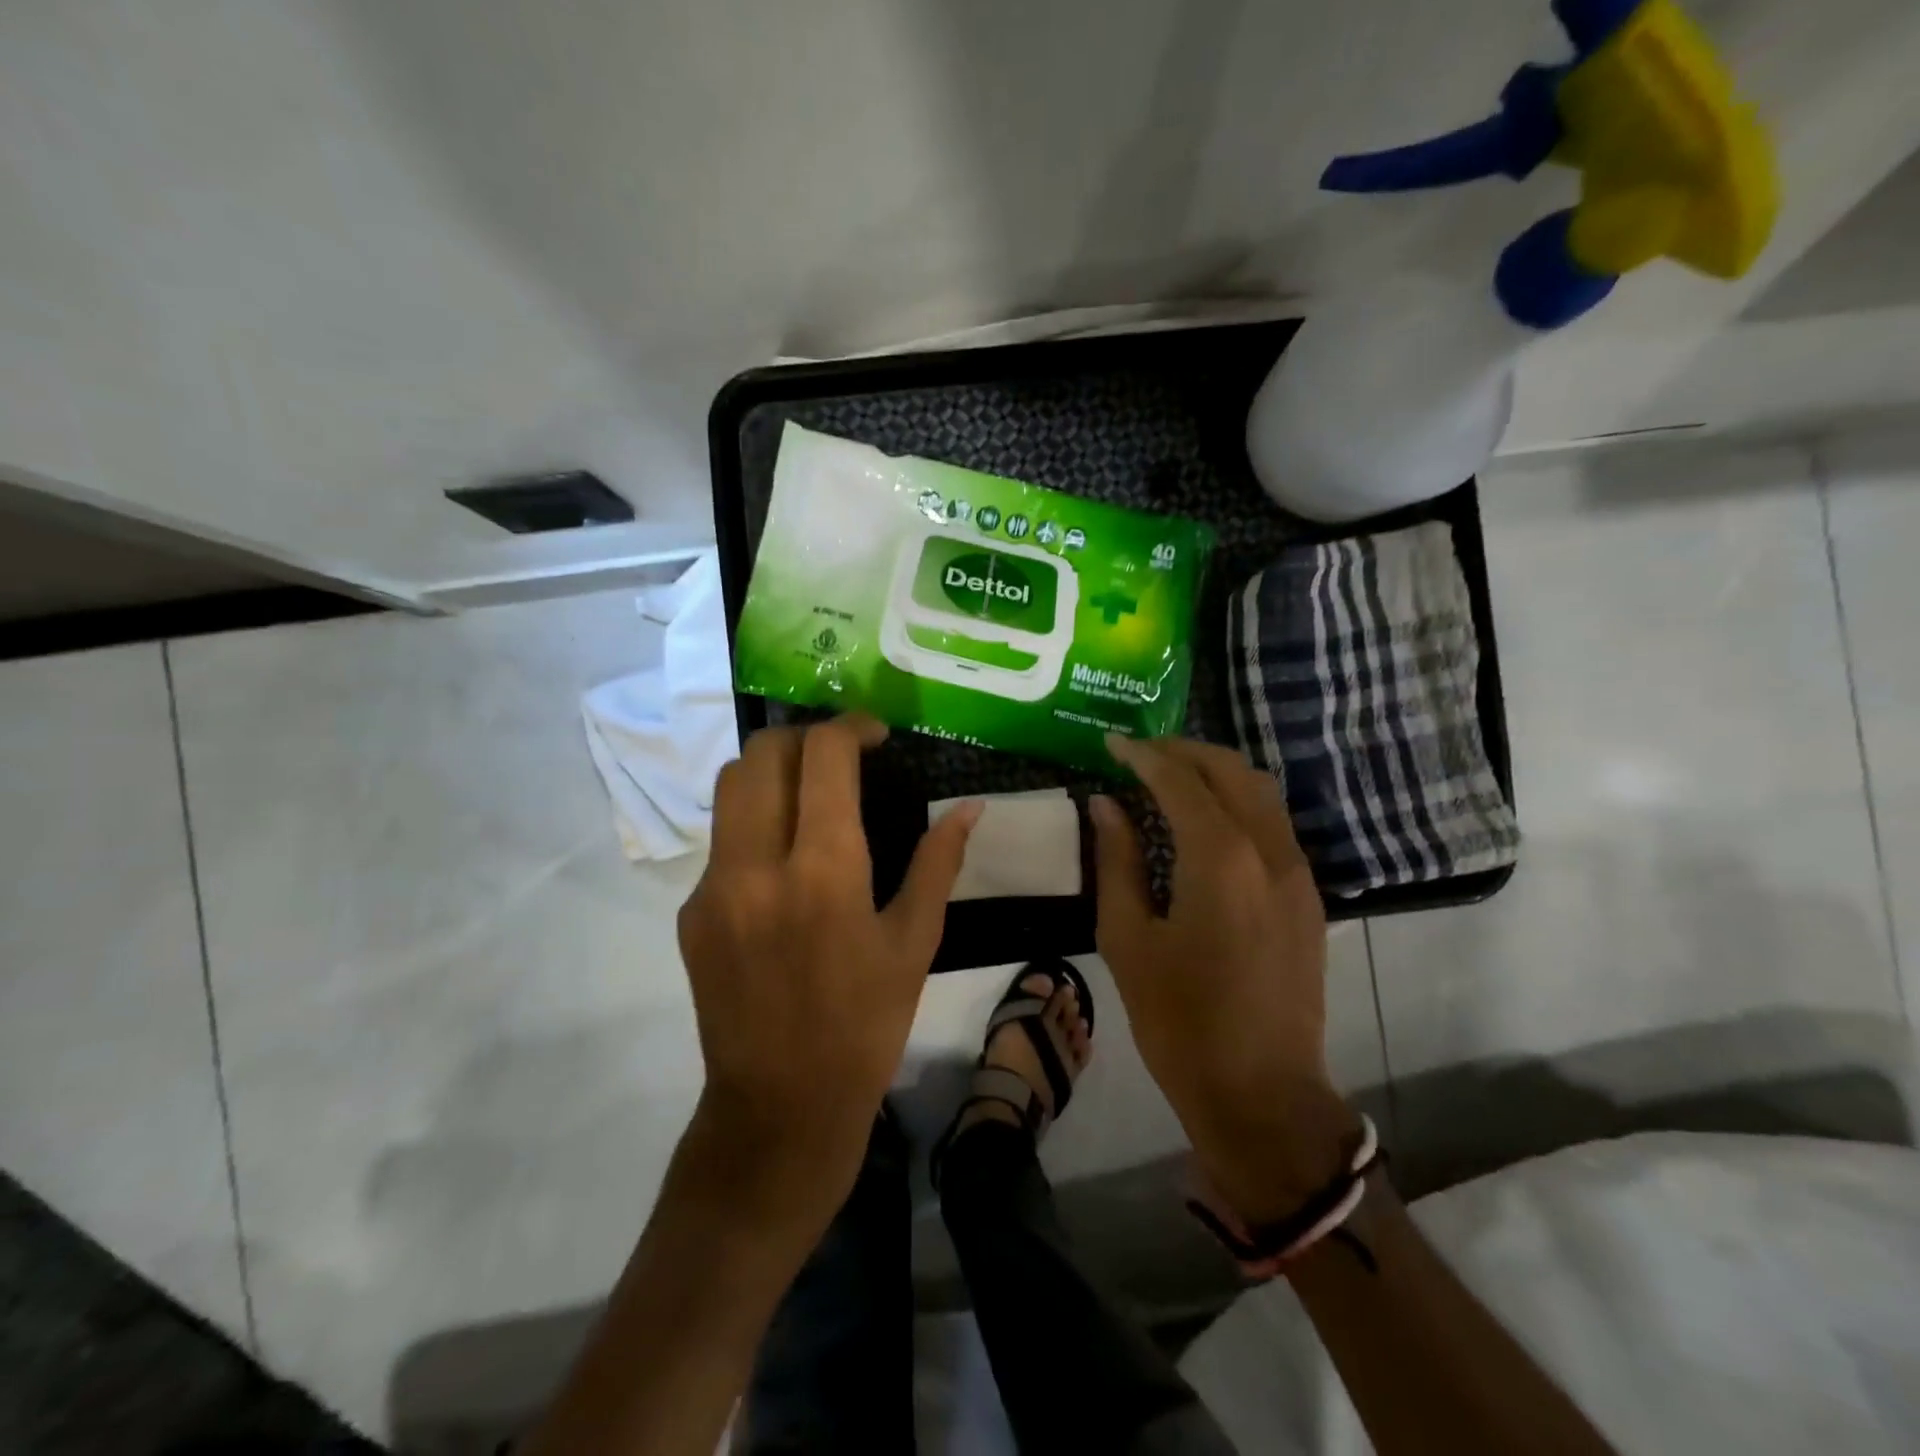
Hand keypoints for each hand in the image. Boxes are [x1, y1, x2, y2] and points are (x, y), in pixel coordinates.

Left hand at [676, 714, 978, 1234]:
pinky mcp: (690, 912)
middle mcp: (756, 865)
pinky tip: (784, 862)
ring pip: (730, 787)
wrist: (780, 1107)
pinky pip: (722, 840)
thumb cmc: (866, 1025)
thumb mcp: (916, 943)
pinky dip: (755, 824)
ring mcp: (713, 888)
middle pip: (761, 753)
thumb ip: (940, 863)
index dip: (851, 728)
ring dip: (772, 771)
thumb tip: (971, 807)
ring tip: (809, 793)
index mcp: (823, 871)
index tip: (875, 735)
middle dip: (804, 738)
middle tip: (840, 757)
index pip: (823, 756)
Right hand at [1089, 736, 1355, 1224]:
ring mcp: (1298, 873)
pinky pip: (1273, 824)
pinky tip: (1205, 820)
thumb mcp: (1128, 939)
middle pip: (1230, 770)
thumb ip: (1117, 862)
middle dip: (1183, 751)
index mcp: (1221, 859)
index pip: (1179, 780)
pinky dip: (1237, 802)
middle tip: (1139, 754)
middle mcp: (1269, 851)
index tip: (1111, 745)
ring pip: (1261, 791)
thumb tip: (1106, 806)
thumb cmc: (1179, 1020)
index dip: (1142, 756)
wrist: (1262, 1093)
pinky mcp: (1308, 896)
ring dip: (1215, 771)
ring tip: (1169, 776)